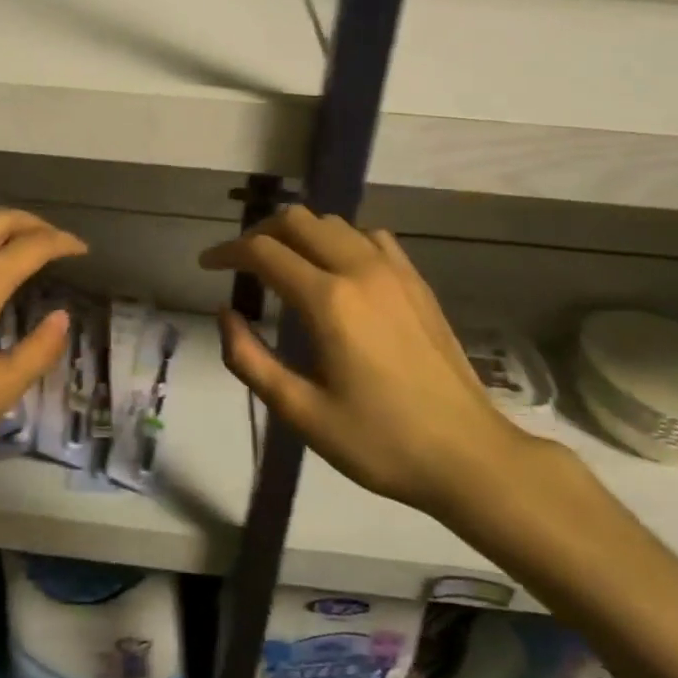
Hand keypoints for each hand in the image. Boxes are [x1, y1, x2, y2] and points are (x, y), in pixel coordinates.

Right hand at [201, 206, 543, 528]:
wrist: (469, 456)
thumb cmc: (379, 442)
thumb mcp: (302, 413)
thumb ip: (251, 360)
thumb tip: (225, 314)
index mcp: (328, 300)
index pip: (263, 251)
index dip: (228, 251)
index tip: (208, 264)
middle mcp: (359, 269)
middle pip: (297, 220)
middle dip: (260, 233)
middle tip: (243, 263)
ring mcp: (393, 270)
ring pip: (332, 222)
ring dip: (299, 234)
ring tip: (284, 264)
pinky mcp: (415, 280)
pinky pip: (369, 236)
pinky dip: (340, 241)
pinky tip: (337, 270)